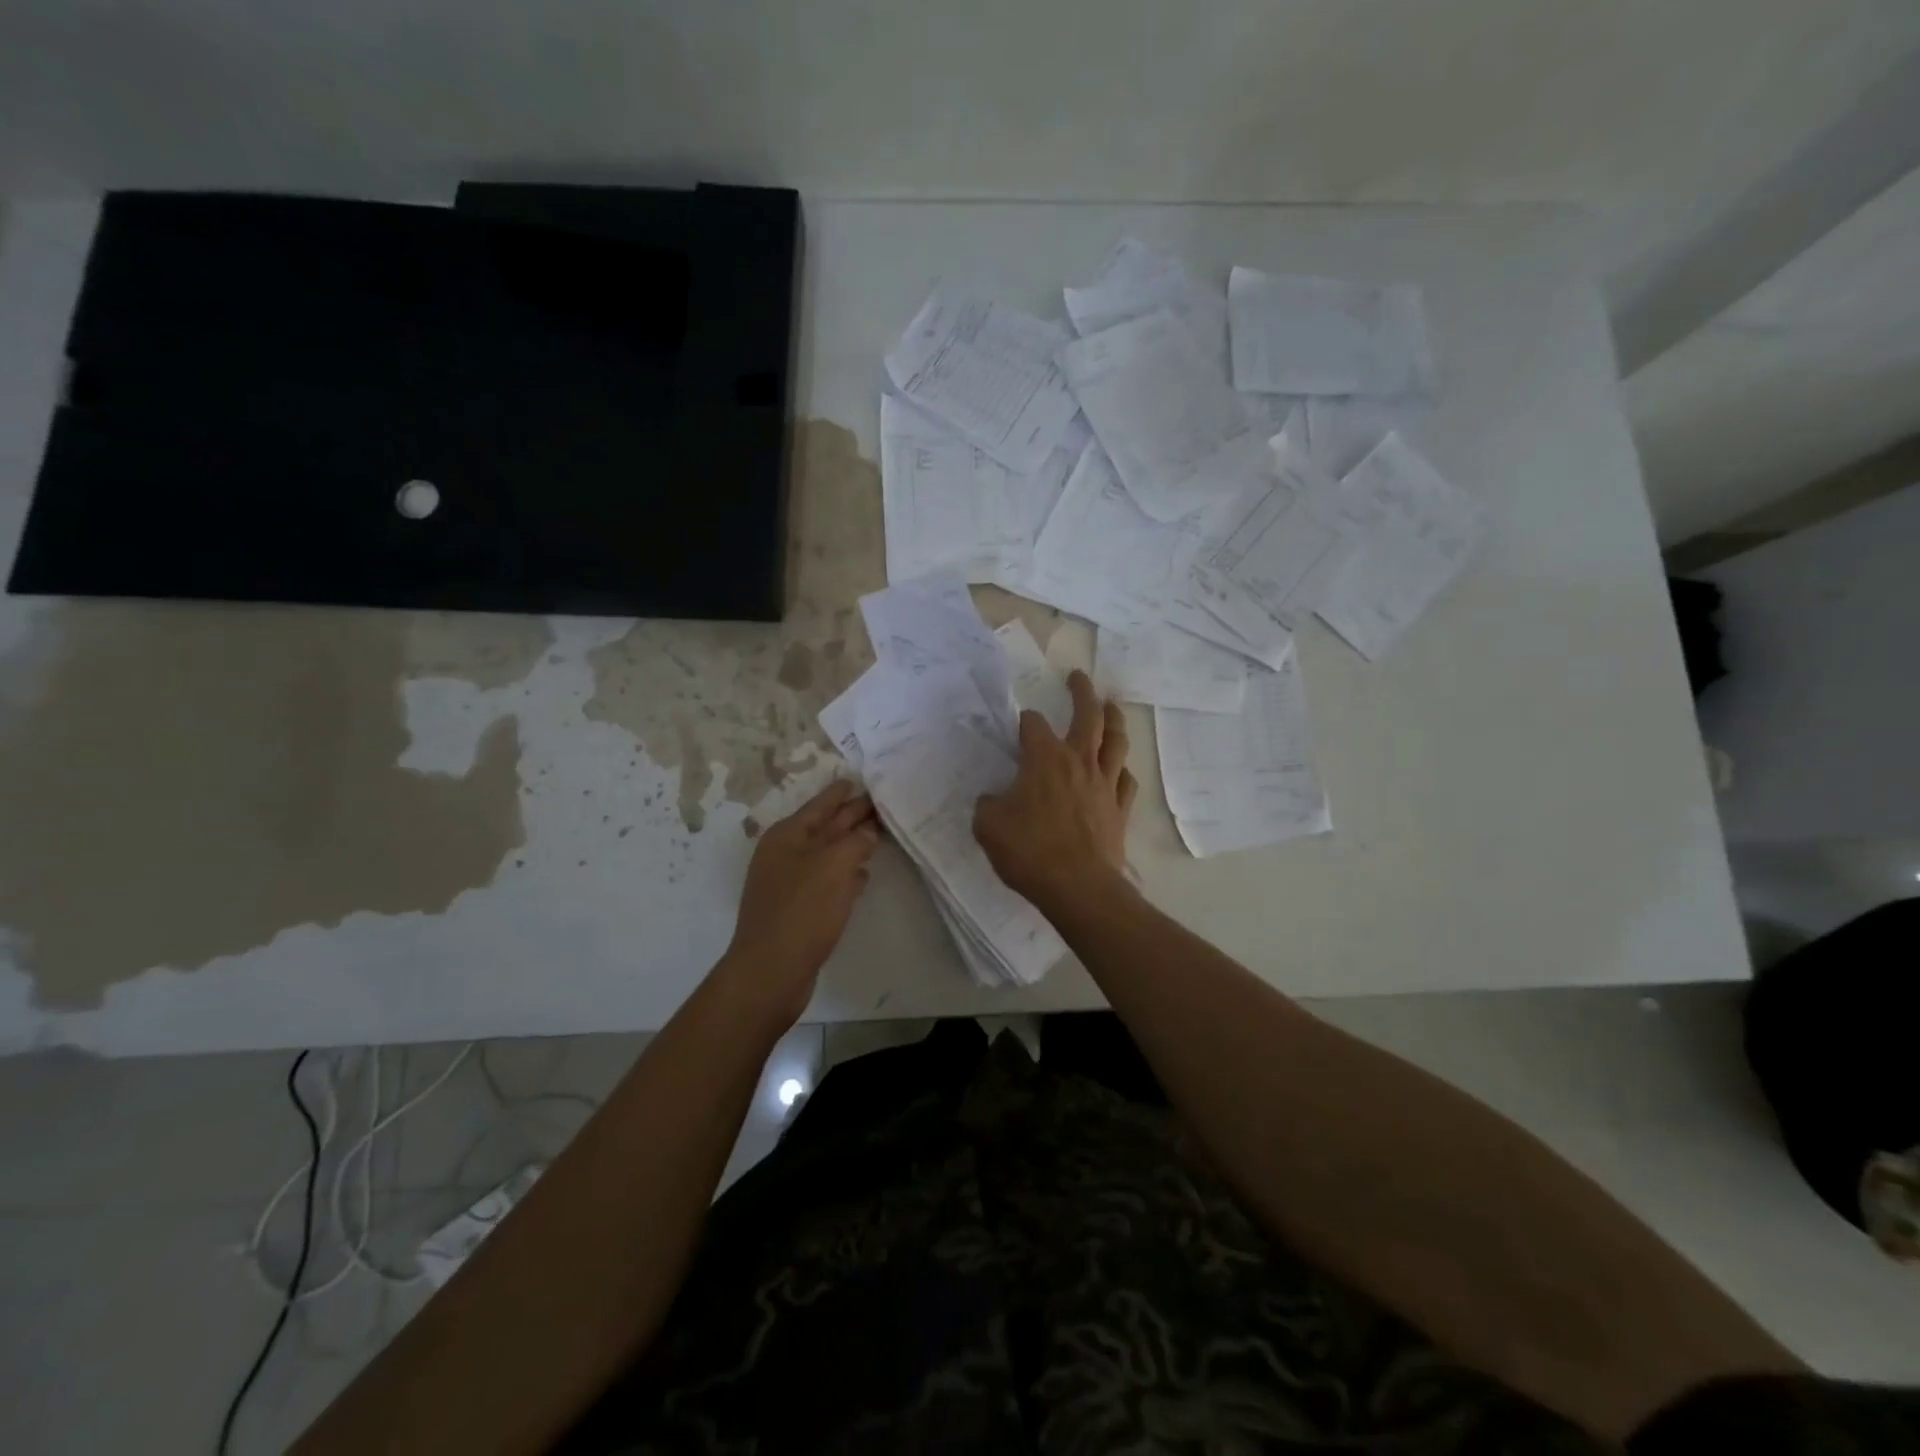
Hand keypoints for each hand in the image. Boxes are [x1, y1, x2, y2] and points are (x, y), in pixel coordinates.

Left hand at [718, 780, 880, 1024]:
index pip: (821, 805)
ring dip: (851, 845)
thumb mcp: (834, 865)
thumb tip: (868, 830)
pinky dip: (846, 876)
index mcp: (788, 835)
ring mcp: (790, 883)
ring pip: (828, 854)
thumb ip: (855, 840)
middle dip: (851, 815)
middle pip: (825, 827)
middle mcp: (786, 854)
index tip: (860, 780)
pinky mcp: (799, 910)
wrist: (771, 971)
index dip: (841, 793)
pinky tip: (864, 877)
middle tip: (880, 805)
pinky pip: (828, 881)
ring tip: (878, 836)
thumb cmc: (803, 910)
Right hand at [974, 671, 1137, 916]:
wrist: (1078, 887)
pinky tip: (1117, 769)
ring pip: (1116, 741)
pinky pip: (1125, 780)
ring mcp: (1104, 784)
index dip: (1025, 722)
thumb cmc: (1029, 851)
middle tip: (1078, 677)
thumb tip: (994, 799)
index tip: (1019, 726)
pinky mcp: (1119, 809)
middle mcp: (1079, 761)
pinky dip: (1121, 769)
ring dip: (1114, 719)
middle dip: (1082, 692)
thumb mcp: (988, 826)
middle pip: (1088, 716)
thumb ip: (988, 805)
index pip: (1034, 725)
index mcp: (1045, 759)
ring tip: (1111, 706)